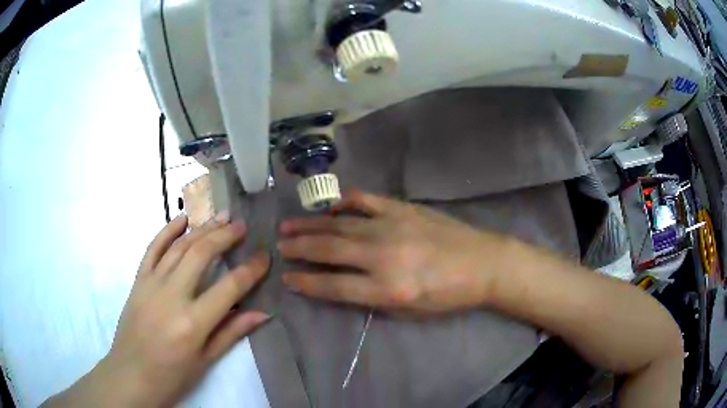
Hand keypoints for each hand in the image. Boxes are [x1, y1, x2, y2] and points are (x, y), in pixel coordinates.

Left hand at [45, 214, 269, 406]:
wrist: (132, 374)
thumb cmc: (172, 375)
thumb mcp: (206, 361)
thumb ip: (231, 332)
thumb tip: (262, 312)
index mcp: (193, 322)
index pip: (230, 287)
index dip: (251, 269)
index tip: (265, 255)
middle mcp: (172, 296)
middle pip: (202, 254)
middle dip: (225, 236)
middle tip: (242, 225)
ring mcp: (152, 284)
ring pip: (179, 246)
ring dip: (202, 229)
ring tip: (221, 217)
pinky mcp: (138, 280)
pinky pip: (153, 248)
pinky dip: (167, 231)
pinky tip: (182, 218)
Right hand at [279, 190, 505, 313]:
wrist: (484, 263)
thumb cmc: (449, 295)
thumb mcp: (410, 311)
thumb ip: (372, 297)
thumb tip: (340, 283)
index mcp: (388, 289)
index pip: (334, 286)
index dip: (306, 282)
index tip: (287, 276)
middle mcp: (384, 256)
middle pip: (330, 250)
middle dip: (300, 248)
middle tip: (278, 245)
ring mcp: (392, 227)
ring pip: (341, 224)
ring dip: (311, 224)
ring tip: (289, 225)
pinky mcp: (403, 208)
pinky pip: (366, 200)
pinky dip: (344, 201)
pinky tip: (330, 206)